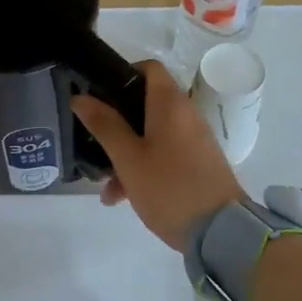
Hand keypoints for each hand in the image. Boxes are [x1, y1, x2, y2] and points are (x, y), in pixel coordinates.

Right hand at [71, 59, 247, 249]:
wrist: (220, 231)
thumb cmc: (169, 188)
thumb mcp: (128, 158)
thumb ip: (104, 125)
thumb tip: (80, 97)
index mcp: (170, 104)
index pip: (148, 68)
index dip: (121, 75)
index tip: (97, 95)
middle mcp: (185, 115)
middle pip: (145, 104)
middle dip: (116, 125)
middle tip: (93, 144)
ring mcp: (194, 140)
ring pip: (151, 135)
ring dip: (125, 155)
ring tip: (106, 188)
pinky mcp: (197, 163)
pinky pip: (164, 154)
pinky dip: (143, 167)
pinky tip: (123, 197)